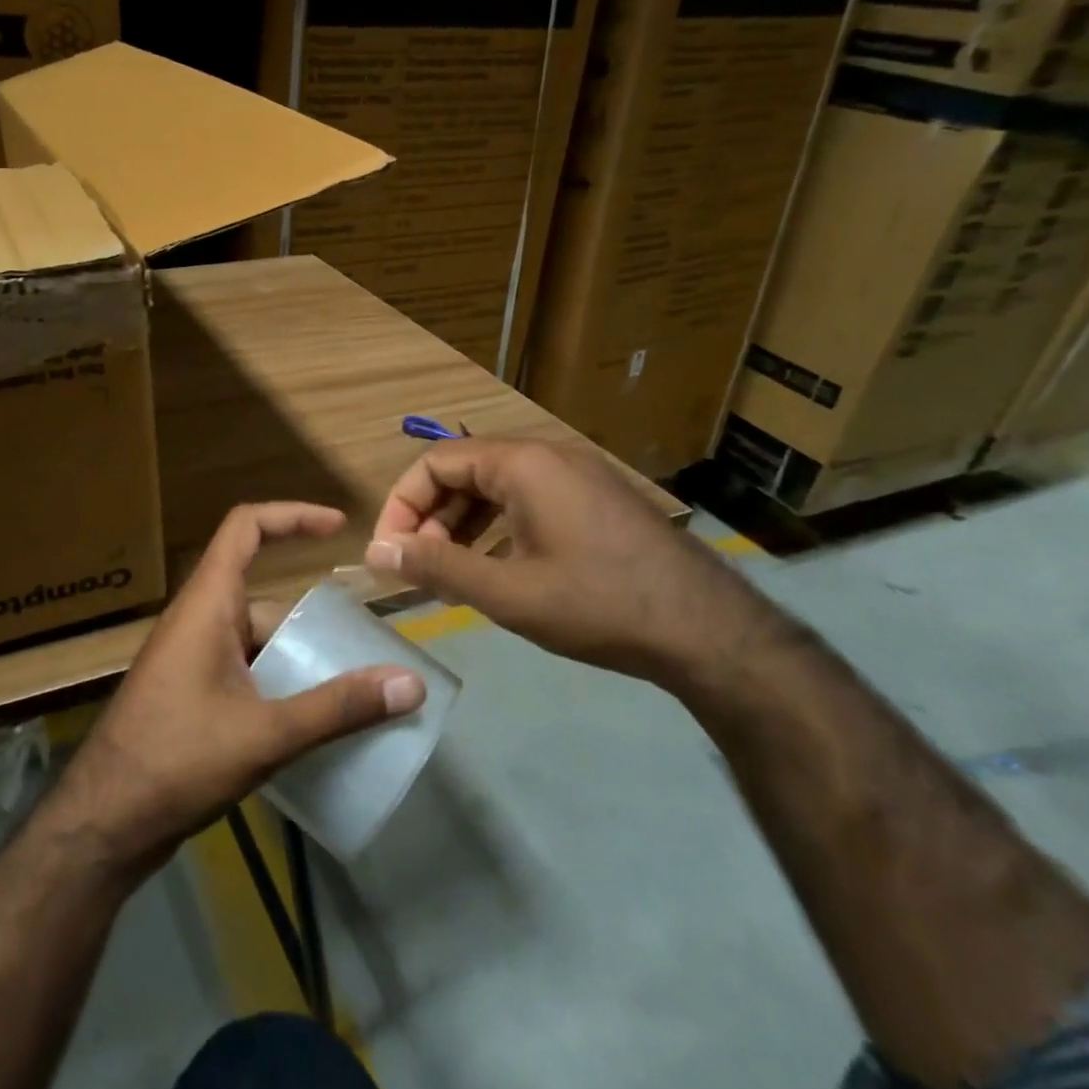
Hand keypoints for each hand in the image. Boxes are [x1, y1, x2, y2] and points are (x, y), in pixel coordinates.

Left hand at [53, 502, 425, 878]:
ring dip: (297, 658)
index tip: (338, 526)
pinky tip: (308, 722)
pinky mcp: (190, 692)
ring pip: (256, 640)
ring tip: (350, 691)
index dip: (292, 515)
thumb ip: (337, 708)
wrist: (104, 822)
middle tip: (363, 650)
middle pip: (264, 598)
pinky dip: (277, 683)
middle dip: (312, 620)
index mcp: (208, 603)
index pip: (246, 527)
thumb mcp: (265, 734)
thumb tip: (411, 683)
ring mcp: (191, 657)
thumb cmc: (177, 760)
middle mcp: (198, 619)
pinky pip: (244, 669)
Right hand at [364, 439, 777, 689]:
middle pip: (463, 472)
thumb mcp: (508, 593)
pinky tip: (492, 569)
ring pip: (494, 488)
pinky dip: (496, 529)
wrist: (710, 632)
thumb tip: (377, 554)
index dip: (402, 505)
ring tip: (447, 574)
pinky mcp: (593, 500)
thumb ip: (437, 568)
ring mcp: (574, 476)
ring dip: (460, 526)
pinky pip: (525, 501)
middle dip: (430, 518)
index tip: (389, 552)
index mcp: (521, 464)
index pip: (435, 463)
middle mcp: (546, 456)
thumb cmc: (599, 605)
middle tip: (417, 568)